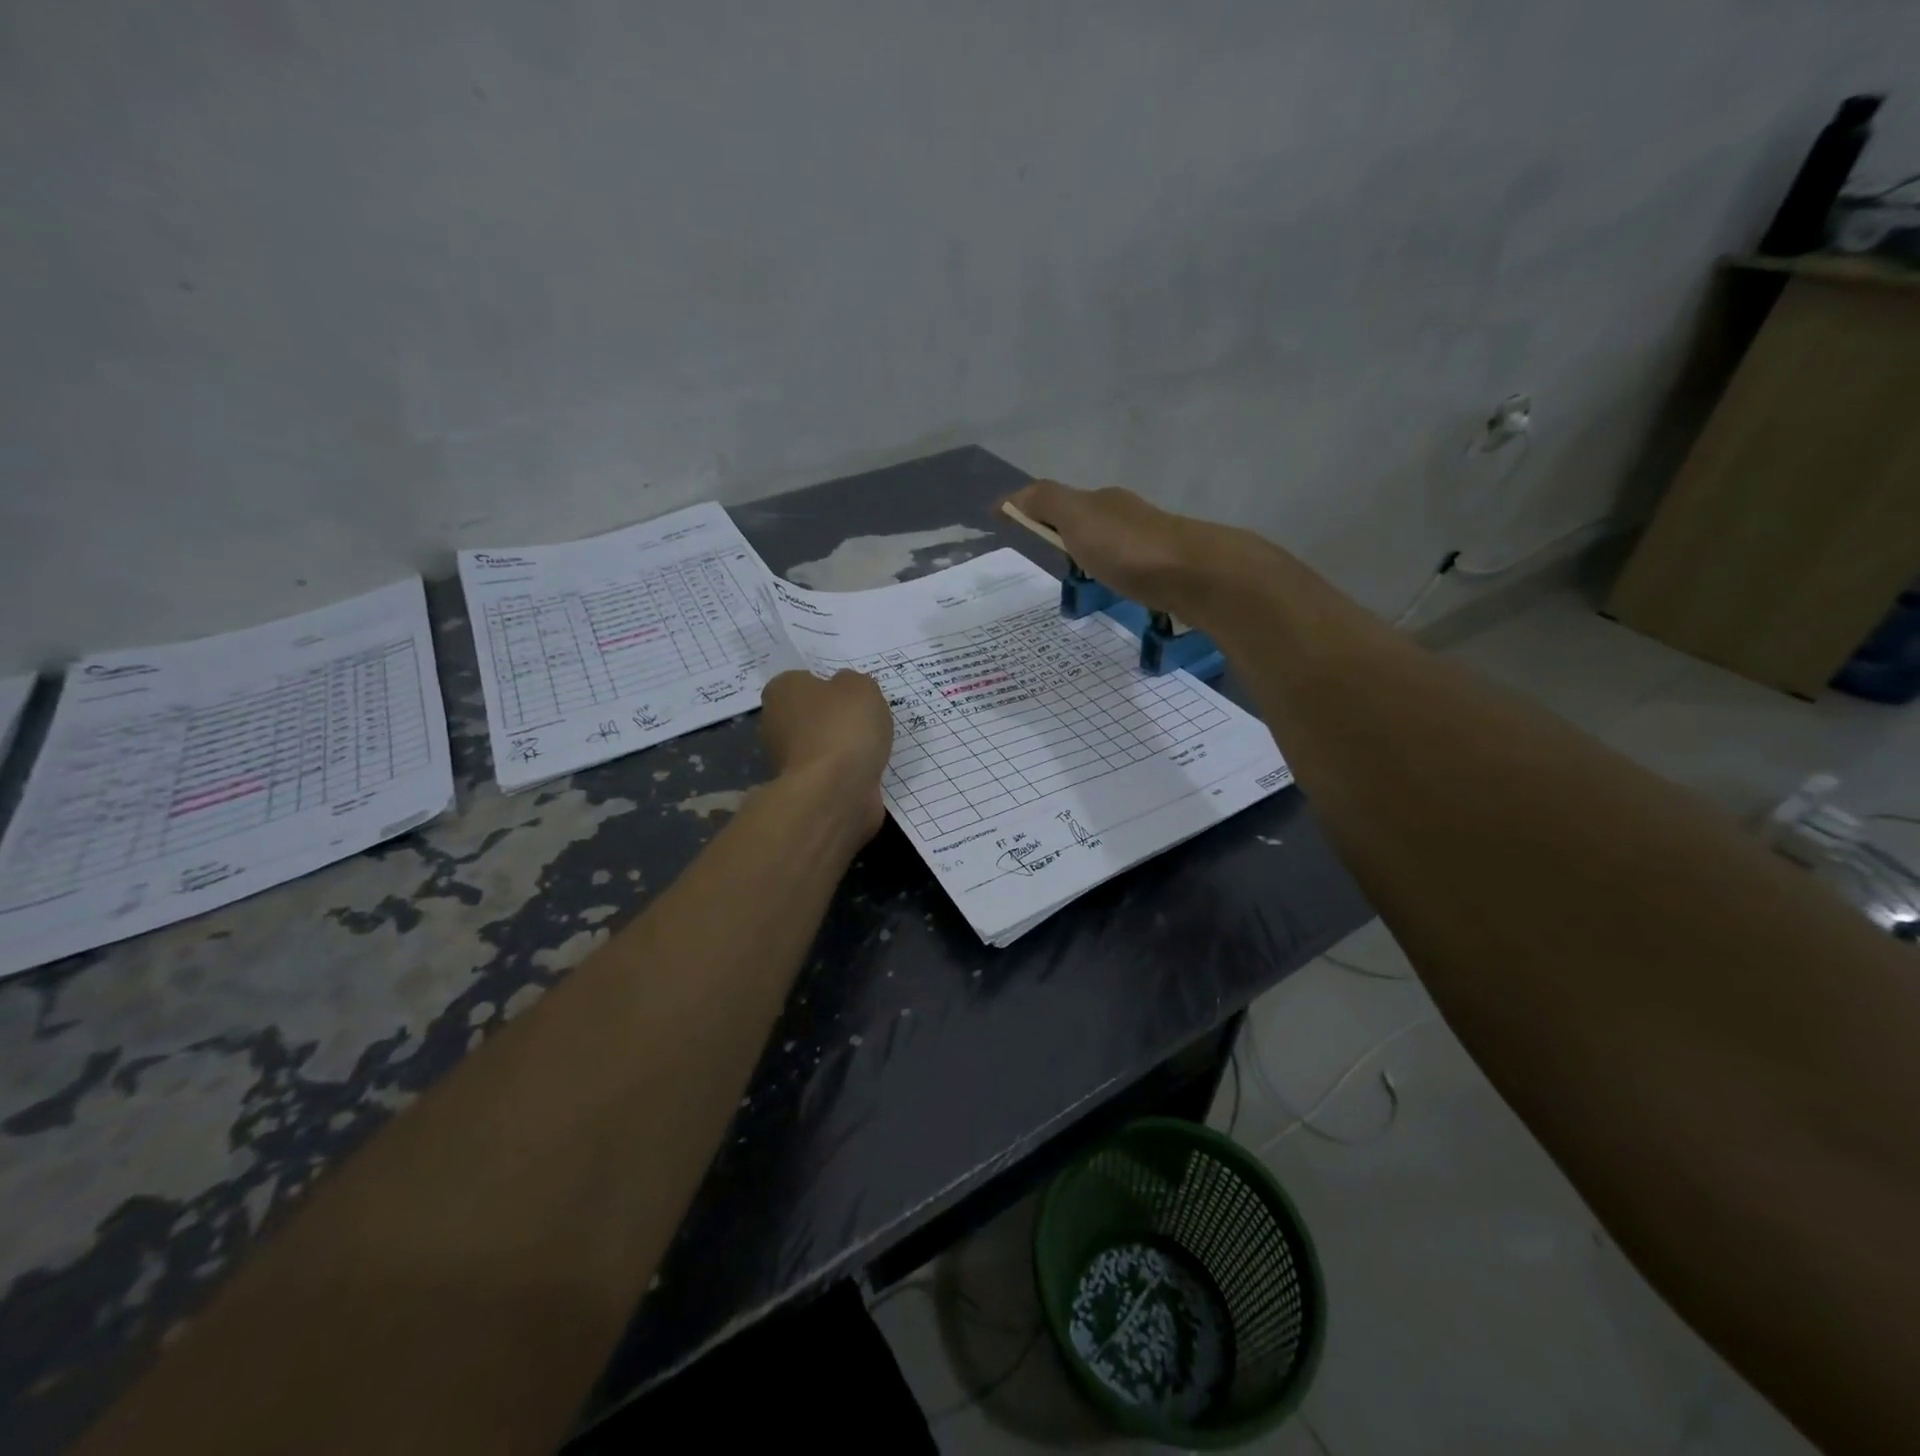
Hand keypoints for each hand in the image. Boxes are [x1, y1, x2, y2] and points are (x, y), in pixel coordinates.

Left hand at [758, 669, 892, 840]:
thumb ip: (852, 683)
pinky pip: (829, 774)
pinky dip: (846, 774)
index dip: (831, 687)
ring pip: (820, 747)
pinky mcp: (802, 790)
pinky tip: (866, 773)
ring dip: (842, 750)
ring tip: (871, 750)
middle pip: (811, 715)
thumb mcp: (860, 686)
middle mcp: (774, 723)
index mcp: (781, 690)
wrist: (835, 792)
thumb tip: (845, 691)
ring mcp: (785, 761)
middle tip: (865, 722)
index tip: (853, 697)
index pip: (804, 680)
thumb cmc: (843, 727)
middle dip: (834, 720)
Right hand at [999, 479, 1247, 617]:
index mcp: (1103, 501)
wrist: (1196, 575)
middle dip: (1066, 534)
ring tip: (1080, 583)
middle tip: (1047, 560)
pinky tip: (1115, 593)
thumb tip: (1009, 497)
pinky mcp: (1167, 572)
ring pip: (1112, 546)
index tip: (1010, 530)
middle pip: (1089, 521)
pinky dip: (1115, 575)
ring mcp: (1151, 543)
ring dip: (1094, 556)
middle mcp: (1127, 515)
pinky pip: (1131, 569)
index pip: (1059, 502)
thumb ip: (1044, 502)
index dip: (1033, 513)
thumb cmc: (1128, 547)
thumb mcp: (1077, 517)